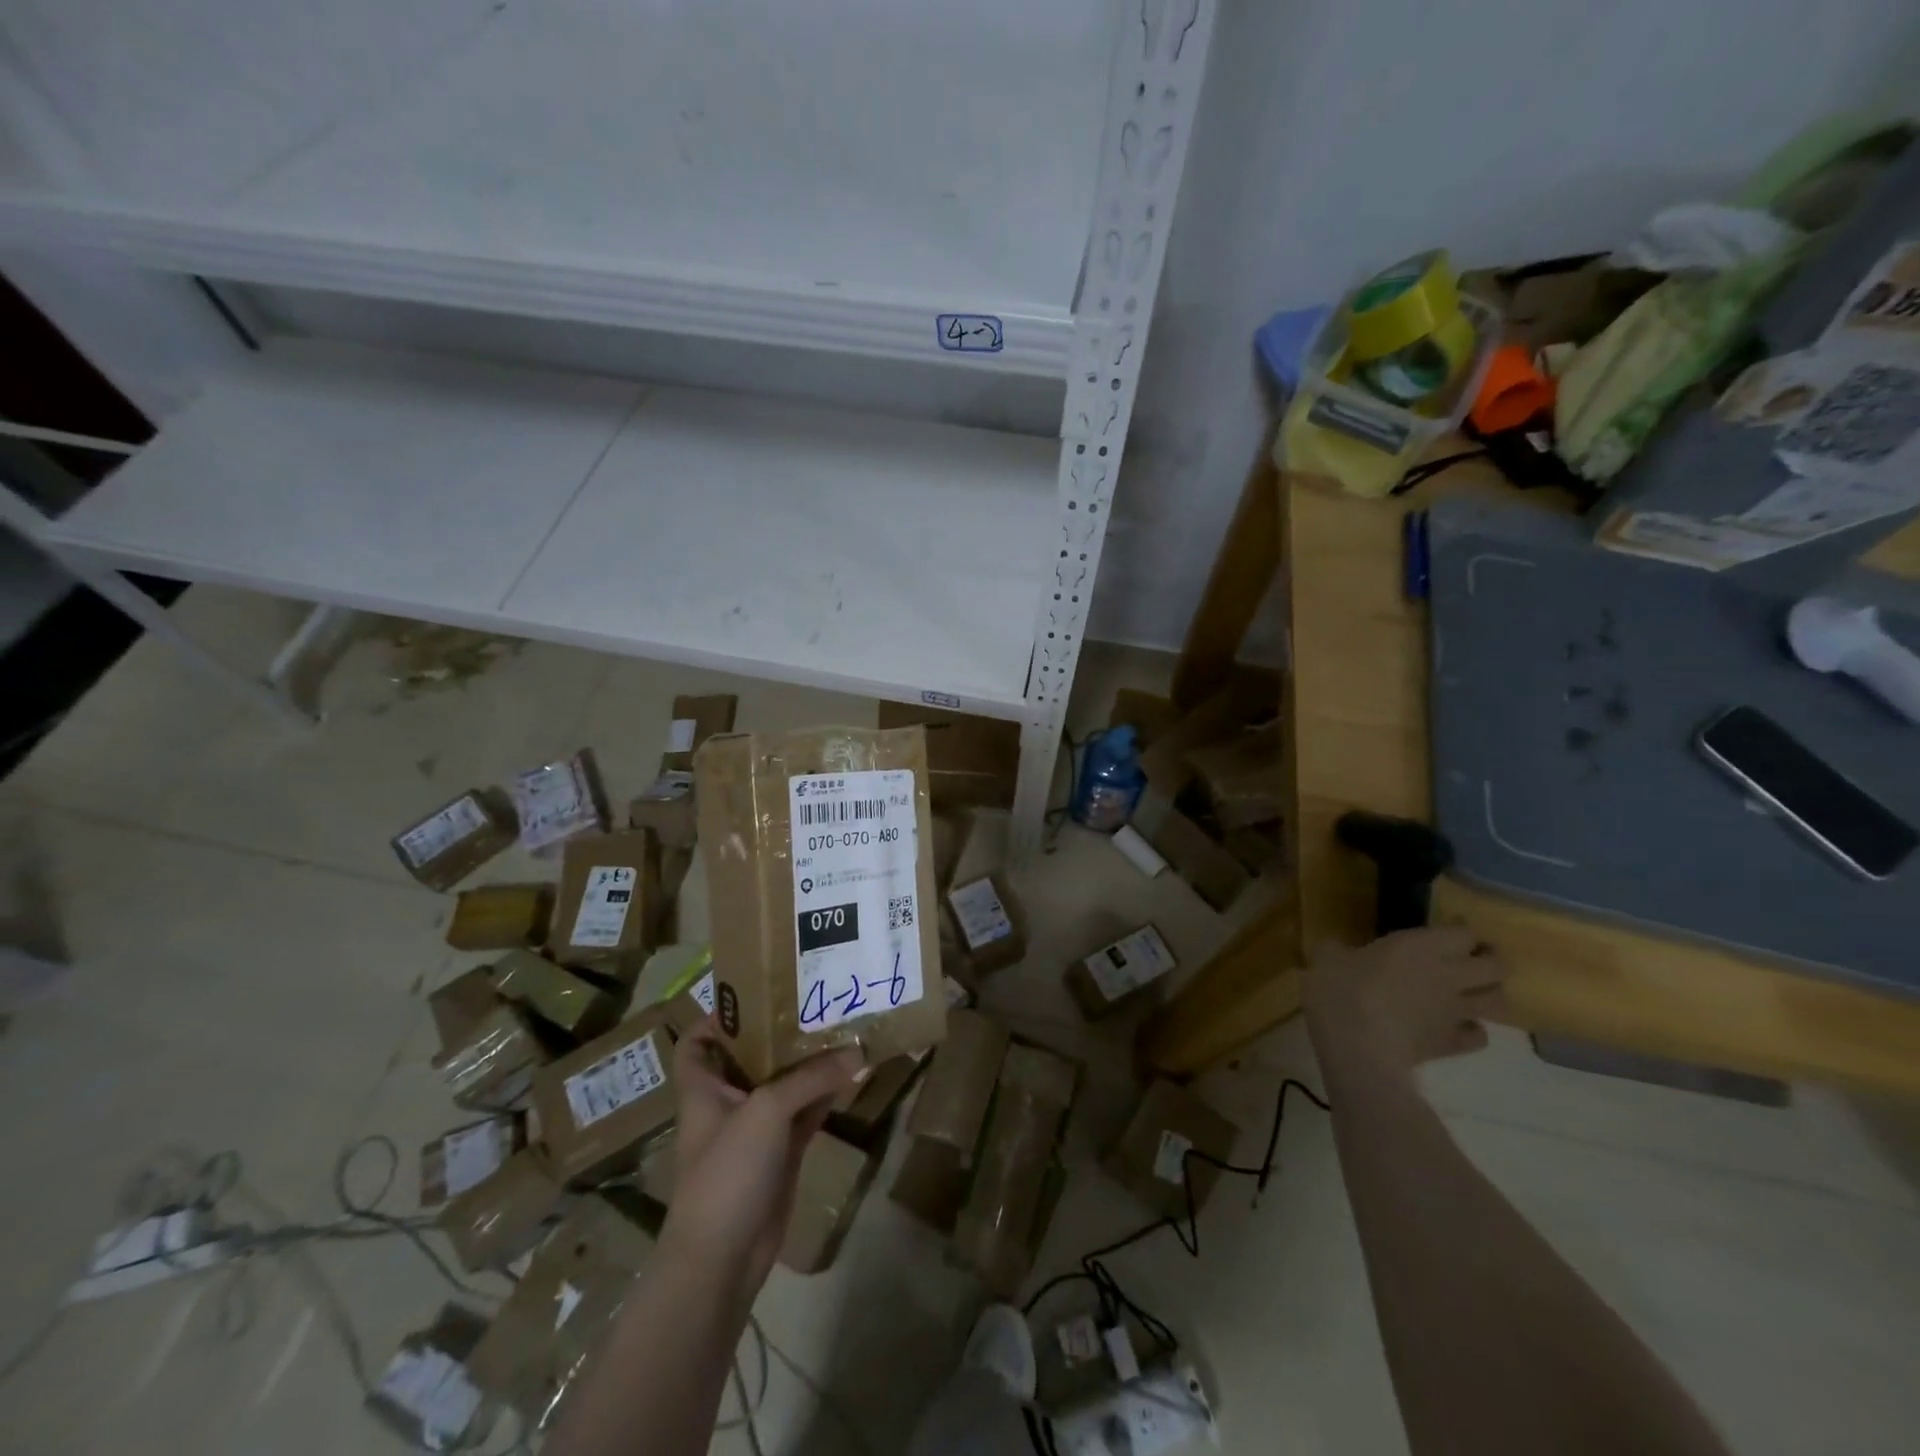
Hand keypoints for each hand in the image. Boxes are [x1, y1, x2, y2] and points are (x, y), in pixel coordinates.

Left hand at [660, 1021, 861, 1307]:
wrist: (723, 1258)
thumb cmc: (727, 1171)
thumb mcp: (767, 1111)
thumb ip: (812, 1078)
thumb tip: (859, 1052)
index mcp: (704, 1087)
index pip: (698, 1041)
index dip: (718, 1015)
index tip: (756, 991)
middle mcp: (728, 1101)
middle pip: (751, 1056)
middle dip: (779, 1031)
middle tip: (815, 999)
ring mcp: (756, 1128)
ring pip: (785, 1083)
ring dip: (810, 1061)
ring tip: (842, 1025)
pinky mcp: (781, 1152)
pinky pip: (806, 1111)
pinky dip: (826, 1093)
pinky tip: (852, 1071)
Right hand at [1306, 927, 1509, 1087]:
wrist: (1357, 1047)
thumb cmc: (1342, 991)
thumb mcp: (1326, 959)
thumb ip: (1336, 950)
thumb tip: (1335, 949)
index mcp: (1421, 946)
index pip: (1464, 933)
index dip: (1462, 931)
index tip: (1449, 930)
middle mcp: (1449, 975)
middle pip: (1498, 967)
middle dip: (1492, 961)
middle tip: (1473, 959)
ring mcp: (1455, 1013)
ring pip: (1499, 1003)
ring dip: (1490, 996)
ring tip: (1471, 994)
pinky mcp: (1452, 1045)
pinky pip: (1479, 1036)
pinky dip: (1473, 1031)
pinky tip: (1456, 1028)